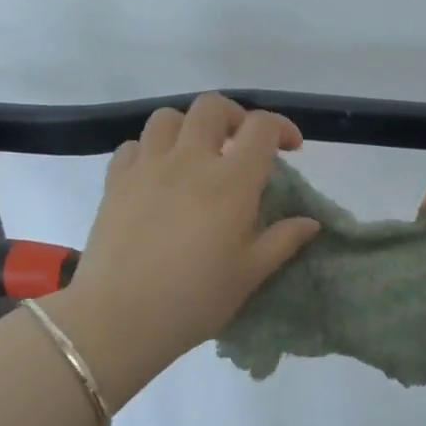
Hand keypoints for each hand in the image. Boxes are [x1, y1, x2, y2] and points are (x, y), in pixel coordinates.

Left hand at [62, 94, 320, 394]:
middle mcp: (189, 160)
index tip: (290, 148)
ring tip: (195, 156)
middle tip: (240, 145)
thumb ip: (283, 241)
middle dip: (234, 117)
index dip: (281, 127)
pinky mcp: (115, 181)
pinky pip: (133, 146)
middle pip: (212, 107)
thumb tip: (310, 222)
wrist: (120, 318)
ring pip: (167, 118)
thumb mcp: (250, 274)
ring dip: (188, 128)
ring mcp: (148, 167)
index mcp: (231, 181)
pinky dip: (150, 150)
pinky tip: (156, 176)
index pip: (260, 128)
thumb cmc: (195, 298)